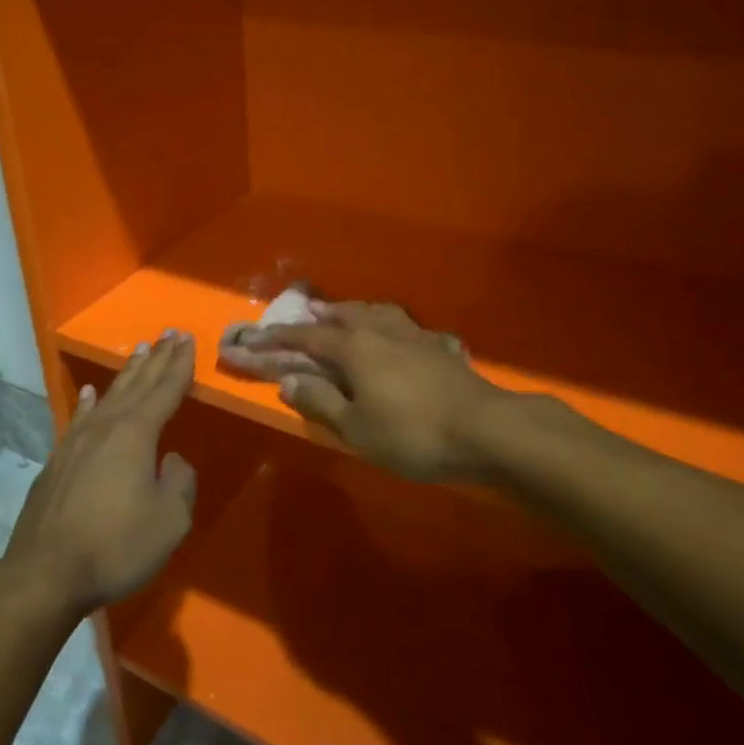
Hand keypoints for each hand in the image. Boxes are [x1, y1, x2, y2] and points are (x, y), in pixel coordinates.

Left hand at [1, 331, 197, 615]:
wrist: (44, 574)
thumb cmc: (116, 546)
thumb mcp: (169, 521)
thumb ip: (179, 483)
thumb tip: (171, 461)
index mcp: (136, 434)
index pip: (165, 390)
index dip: (179, 365)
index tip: (187, 339)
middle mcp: (106, 427)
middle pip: (137, 384)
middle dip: (156, 359)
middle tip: (169, 333)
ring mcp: (76, 442)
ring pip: (107, 396)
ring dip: (127, 373)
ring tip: (139, 351)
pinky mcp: (56, 462)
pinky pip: (78, 419)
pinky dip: (87, 403)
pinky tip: (88, 393)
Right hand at [250, 302, 514, 481]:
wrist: (485, 429)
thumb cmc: (412, 432)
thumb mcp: (356, 427)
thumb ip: (321, 401)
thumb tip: (288, 380)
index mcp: (355, 347)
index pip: (309, 336)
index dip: (281, 336)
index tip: (258, 335)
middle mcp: (382, 331)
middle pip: (346, 314)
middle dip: (323, 314)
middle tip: (308, 313)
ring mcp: (416, 336)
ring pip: (379, 313)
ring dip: (358, 311)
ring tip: (349, 313)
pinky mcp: (441, 348)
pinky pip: (408, 327)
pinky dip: (393, 326)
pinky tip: (401, 334)